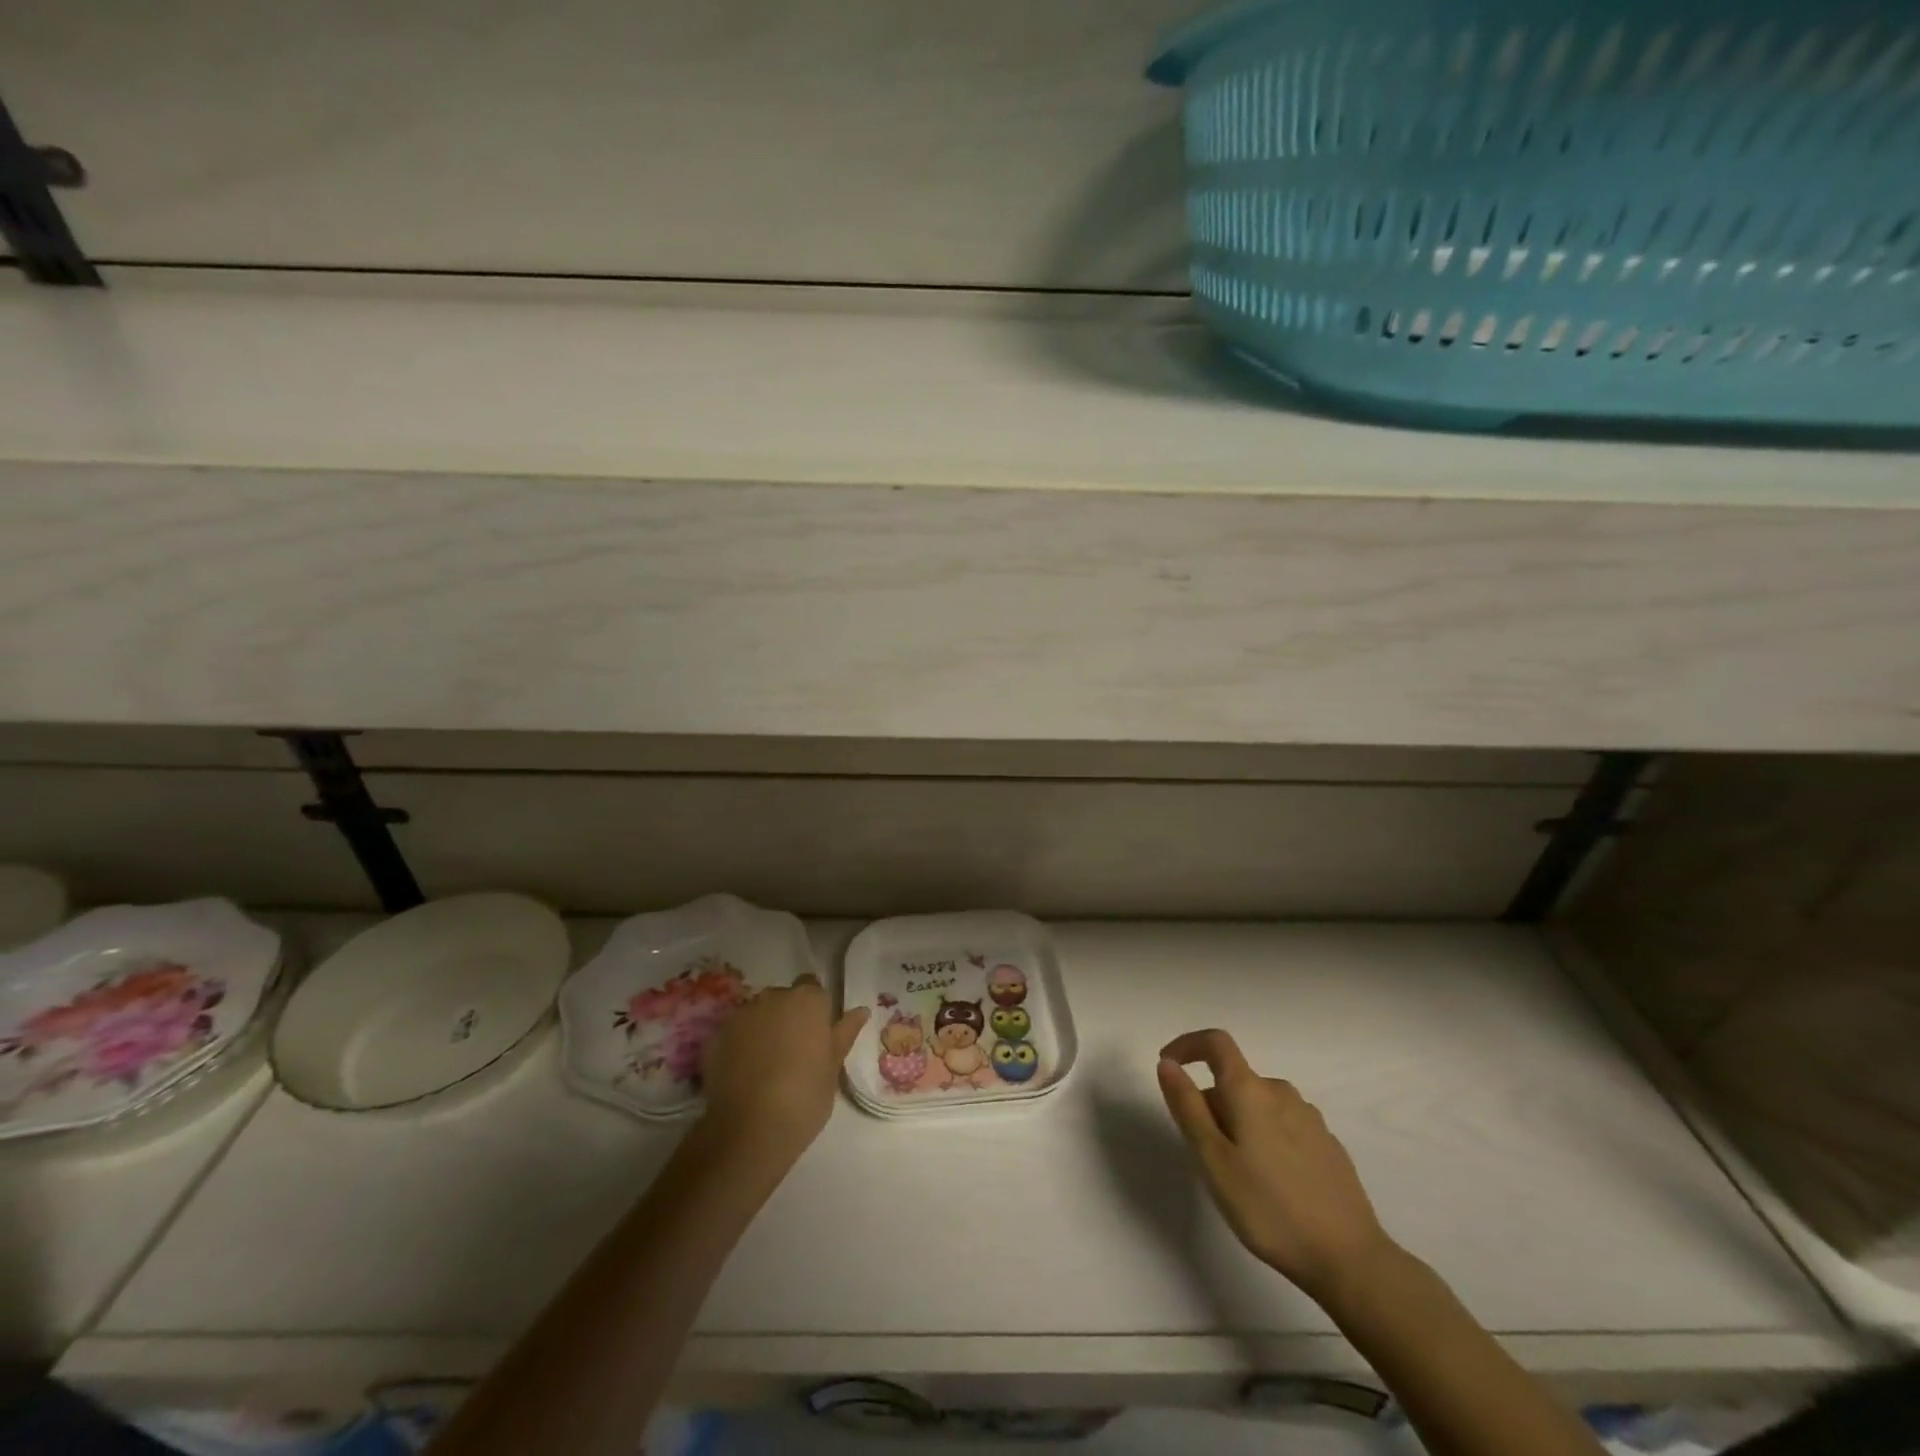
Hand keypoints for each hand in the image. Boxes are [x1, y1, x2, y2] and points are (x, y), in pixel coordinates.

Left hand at [700, 973, 867, 1161]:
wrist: (751, 1129)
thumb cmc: (805, 1096)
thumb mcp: (833, 1067)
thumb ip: (844, 1033)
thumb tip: (861, 1010)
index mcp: (808, 1000)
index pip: (811, 987)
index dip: (813, 1009)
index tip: (815, 1035)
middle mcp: (773, 997)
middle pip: (782, 999)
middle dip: (786, 1017)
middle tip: (792, 1052)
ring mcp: (741, 1015)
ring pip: (755, 1015)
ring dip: (761, 1030)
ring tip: (764, 1066)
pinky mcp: (715, 1036)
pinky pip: (732, 1034)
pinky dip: (738, 1047)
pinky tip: (742, 1075)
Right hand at [1157, 1029, 1394, 1302]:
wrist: (1350, 1259)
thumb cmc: (1270, 1209)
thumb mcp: (1214, 1161)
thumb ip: (1188, 1108)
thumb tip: (1167, 1064)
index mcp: (1251, 1091)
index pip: (1216, 1043)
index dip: (1187, 1045)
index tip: (1168, 1066)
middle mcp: (1282, 1092)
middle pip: (1235, 1081)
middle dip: (1211, 1104)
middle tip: (1203, 1154)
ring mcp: (1310, 1118)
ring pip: (1259, 1105)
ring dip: (1238, 1123)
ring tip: (1237, 1174)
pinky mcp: (1328, 1145)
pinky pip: (1283, 1125)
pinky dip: (1265, 1138)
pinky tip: (1271, 1183)